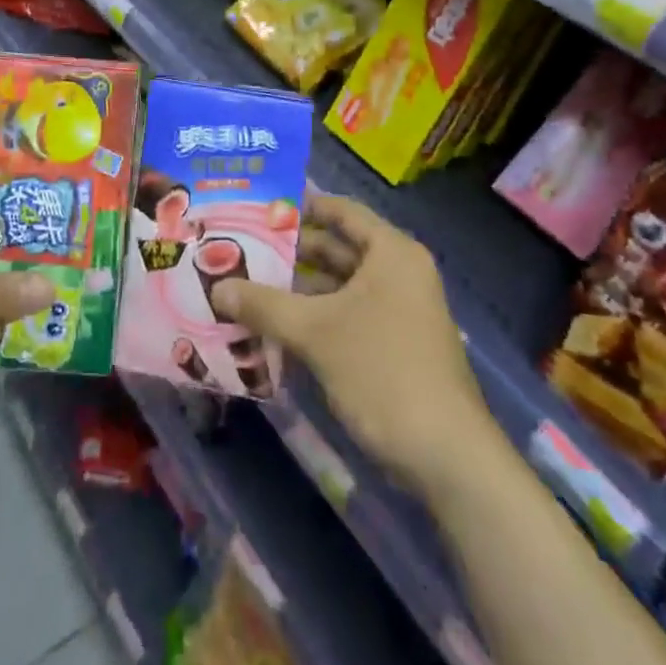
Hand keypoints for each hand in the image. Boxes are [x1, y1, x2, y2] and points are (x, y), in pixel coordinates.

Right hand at [210, 196, 494, 495]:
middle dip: (289, 253)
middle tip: (240, 250)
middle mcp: (396, 272)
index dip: (300, 206)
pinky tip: (273, 329)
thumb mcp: (316, 332)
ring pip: (337, 287)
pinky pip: (345, 317)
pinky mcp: (392, 345)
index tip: (257, 208)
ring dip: (297, 291)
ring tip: (247, 288)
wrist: (448, 458)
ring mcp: (397, 311)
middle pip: (336, 248)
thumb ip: (264, 305)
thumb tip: (217, 287)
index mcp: (390, 252)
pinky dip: (313, 319)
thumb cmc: (383, 371)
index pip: (340, 210)